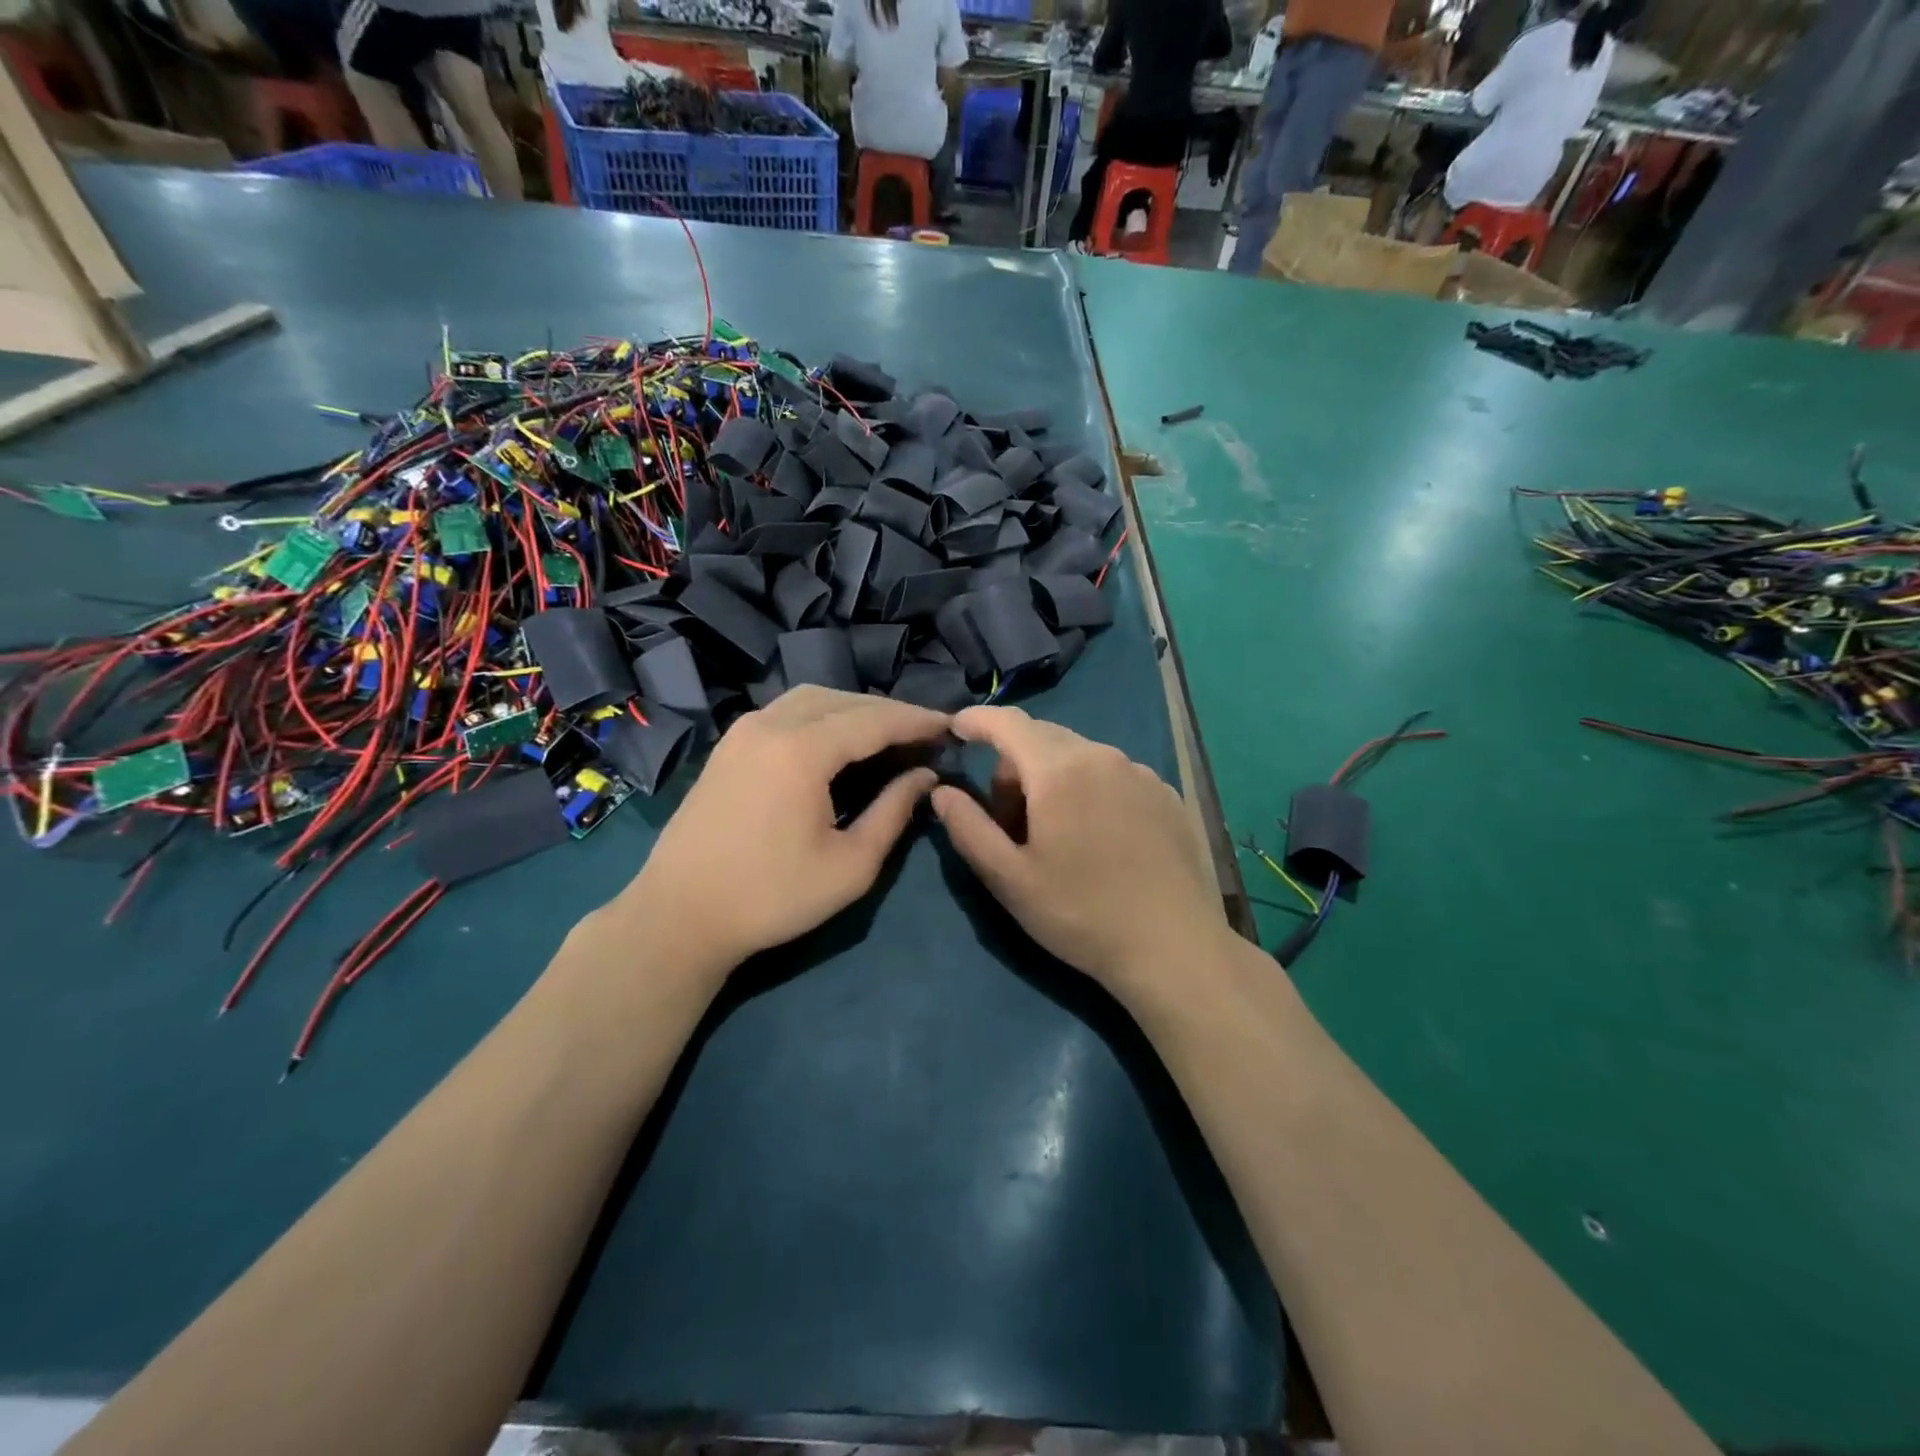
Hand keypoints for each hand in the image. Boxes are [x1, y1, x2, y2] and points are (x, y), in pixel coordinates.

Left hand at [621, 687, 948, 973]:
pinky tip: (836, 742)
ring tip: (886, 735)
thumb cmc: (772, 897)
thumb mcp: (851, 865)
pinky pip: (785, 712)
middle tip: (924, 734)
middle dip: (889, 712)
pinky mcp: (728, 746)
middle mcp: (770, 725)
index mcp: (801, 750)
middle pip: (844, 701)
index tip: (952, 727)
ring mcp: (742, 732)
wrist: (679, 916)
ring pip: (811, 700)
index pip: (874, 720)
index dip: (917, 721)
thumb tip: (926, 775)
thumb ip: (894, 811)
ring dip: (854, 710)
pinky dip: (821, 716)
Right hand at [930, 705, 1230, 1001]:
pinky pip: (1113, 774)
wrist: (1174, 948)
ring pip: (1079, 757)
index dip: (977, 720)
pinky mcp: (1167, 794)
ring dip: (1054, 779)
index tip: (956, 728)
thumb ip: (968, 827)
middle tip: (1010, 823)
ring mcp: (1141, 773)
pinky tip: (1101, 840)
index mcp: (1060, 770)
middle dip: (1013, 766)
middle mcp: (1103, 756)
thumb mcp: (1009, 879)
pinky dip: (1091, 790)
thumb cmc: (1081, 914)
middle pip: (1042, 739)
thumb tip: (941, 791)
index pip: (1008, 723)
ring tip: (1058, 836)